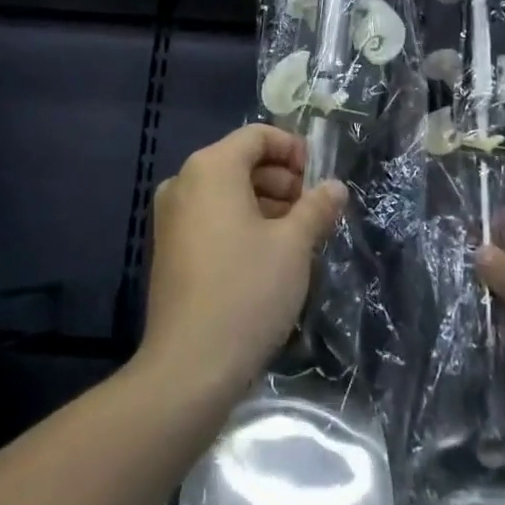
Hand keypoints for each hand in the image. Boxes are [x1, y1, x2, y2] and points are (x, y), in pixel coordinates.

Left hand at [139, 124, 347, 402]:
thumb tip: (335, 187)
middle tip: (313, 211)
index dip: (293, 149)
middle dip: (282, 180)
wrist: (189, 368)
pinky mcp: (169, 248)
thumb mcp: (293, 246)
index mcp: (210, 167)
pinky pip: (211, 216)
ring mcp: (171, 216)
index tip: (319, 178)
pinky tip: (268, 255)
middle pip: (240, 161)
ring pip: (226, 192)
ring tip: (297, 235)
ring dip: (265, 203)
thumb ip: (316, 208)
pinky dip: (241, 222)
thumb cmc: (246, 291)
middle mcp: (184, 181)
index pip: (257, 136)